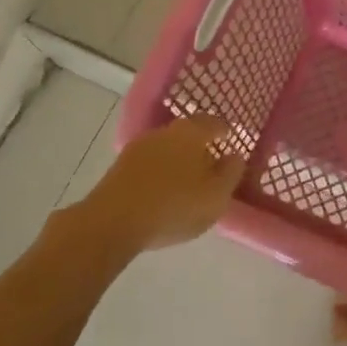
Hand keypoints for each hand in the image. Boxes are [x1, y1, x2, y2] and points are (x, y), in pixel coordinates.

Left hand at [77, 115, 245, 254]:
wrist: (112, 222)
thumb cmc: (174, 206)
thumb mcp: (216, 196)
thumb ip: (231, 173)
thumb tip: (234, 155)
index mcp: (192, 132)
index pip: (214, 123)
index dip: (225, 131)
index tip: (231, 140)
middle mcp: (165, 131)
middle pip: (189, 132)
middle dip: (201, 145)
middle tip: (212, 162)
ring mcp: (139, 146)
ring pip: (167, 146)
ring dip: (178, 158)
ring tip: (188, 179)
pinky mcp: (120, 166)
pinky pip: (150, 162)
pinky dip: (160, 171)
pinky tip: (163, 189)